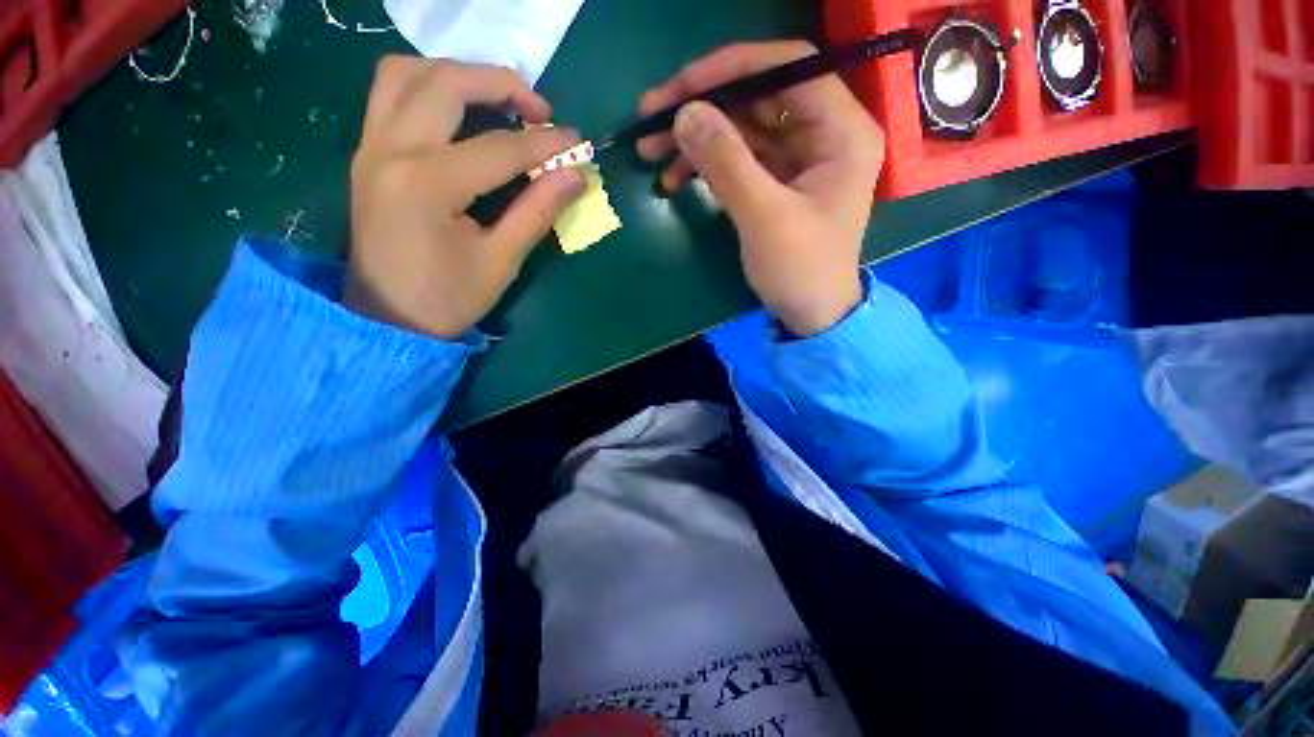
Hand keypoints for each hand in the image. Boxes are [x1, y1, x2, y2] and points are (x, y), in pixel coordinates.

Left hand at [348, 56, 586, 338]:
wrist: (387, 319)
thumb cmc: (447, 299)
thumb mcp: (501, 262)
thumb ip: (537, 212)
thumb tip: (576, 175)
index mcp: (427, 185)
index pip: (498, 148)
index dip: (545, 144)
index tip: (579, 144)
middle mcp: (391, 149)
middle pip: (447, 83)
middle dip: (502, 85)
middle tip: (540, 111)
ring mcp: (371, 146)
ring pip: (409, 73)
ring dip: (459, 74)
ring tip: (499, 100)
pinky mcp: (367, 153)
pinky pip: (390, 92)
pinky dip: (428, 85)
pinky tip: (458, 109)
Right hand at [638, 42, 884, 335]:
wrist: (810, 315)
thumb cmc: (800, 271)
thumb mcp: (764, 218)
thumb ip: (727, 163)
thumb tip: (685, 113)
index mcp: (842, 132)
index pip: (789, 69)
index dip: (731, 69)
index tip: (680, 87)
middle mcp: (824, 133)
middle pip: (758, 97)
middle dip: (702, 106)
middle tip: (650, 120)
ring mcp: (799, 157)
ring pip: (742, 127)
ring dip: (696, 137)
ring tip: (651, 153)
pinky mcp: (777, 180)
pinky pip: (738, 157)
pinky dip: (706, 164)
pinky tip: (674, 178)